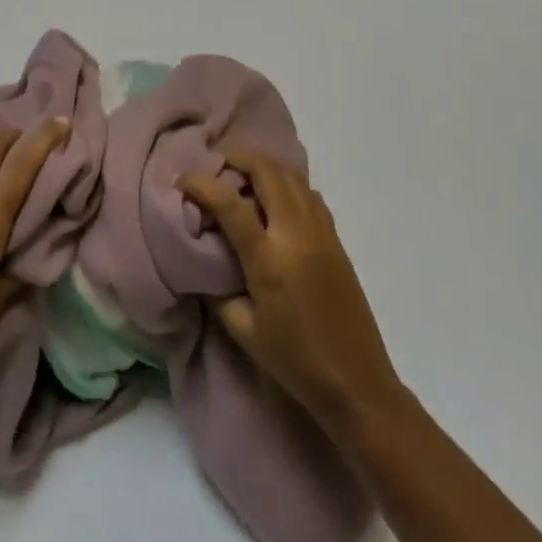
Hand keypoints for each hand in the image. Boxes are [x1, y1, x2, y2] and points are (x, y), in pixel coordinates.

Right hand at [180, 146, 399, 433]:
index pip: (229, 203)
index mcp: (268, 259)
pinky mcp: (336, 238)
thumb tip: (204, 261)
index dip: (201, 183)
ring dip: (263, 166)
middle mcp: (295, 234)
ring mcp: (320, 232)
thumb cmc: (296, 362)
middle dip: (237, 158)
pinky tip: (275, 198)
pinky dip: (287, 182)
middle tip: (216, 164)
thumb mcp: (244, 331)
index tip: (182, 179)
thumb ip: (218, 291)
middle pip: (266, 171)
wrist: (358, 384)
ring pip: (291, 175)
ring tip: (242, 175)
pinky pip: (308, 193)